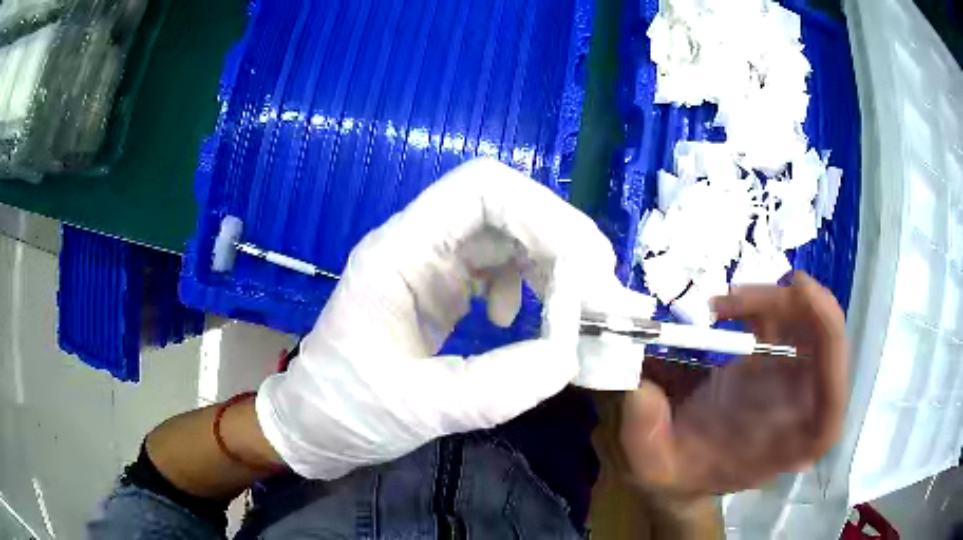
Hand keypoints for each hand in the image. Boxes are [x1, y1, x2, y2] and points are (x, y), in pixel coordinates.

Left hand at [256, 158, 648, 478]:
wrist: (315, 423)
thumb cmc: (347, 410)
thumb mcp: (418, 408)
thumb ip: (496, 387)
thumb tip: (568, 357)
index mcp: (399, 254)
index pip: (481, 189)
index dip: (544, 213)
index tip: (587, 267)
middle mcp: (418, 245)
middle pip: (506, 207)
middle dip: (561, 241)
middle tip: (598, 294)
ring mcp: (430, 265)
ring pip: (508, 235)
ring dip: (551, 264)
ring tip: (570, 311)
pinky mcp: (440, 288)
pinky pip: (497, 265)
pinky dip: (526, 284)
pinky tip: (518, 320)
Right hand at [620, 271, 847, 498]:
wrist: (682, 463)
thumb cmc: (675, 471)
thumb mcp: (650, 463)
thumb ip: (644, 431)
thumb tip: (640, 385)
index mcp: (789, 445)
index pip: (832, 403)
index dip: (829, 347)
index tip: (801, 298)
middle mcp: (804, 410)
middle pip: (828, 346)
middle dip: (798, 307)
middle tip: (742, 294)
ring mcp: (796, 382)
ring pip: (811, 322)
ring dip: (774, 298)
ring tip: (723, 303)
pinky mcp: (780, 361)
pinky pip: (788, 318)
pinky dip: (763, 301)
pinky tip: (727, 308)